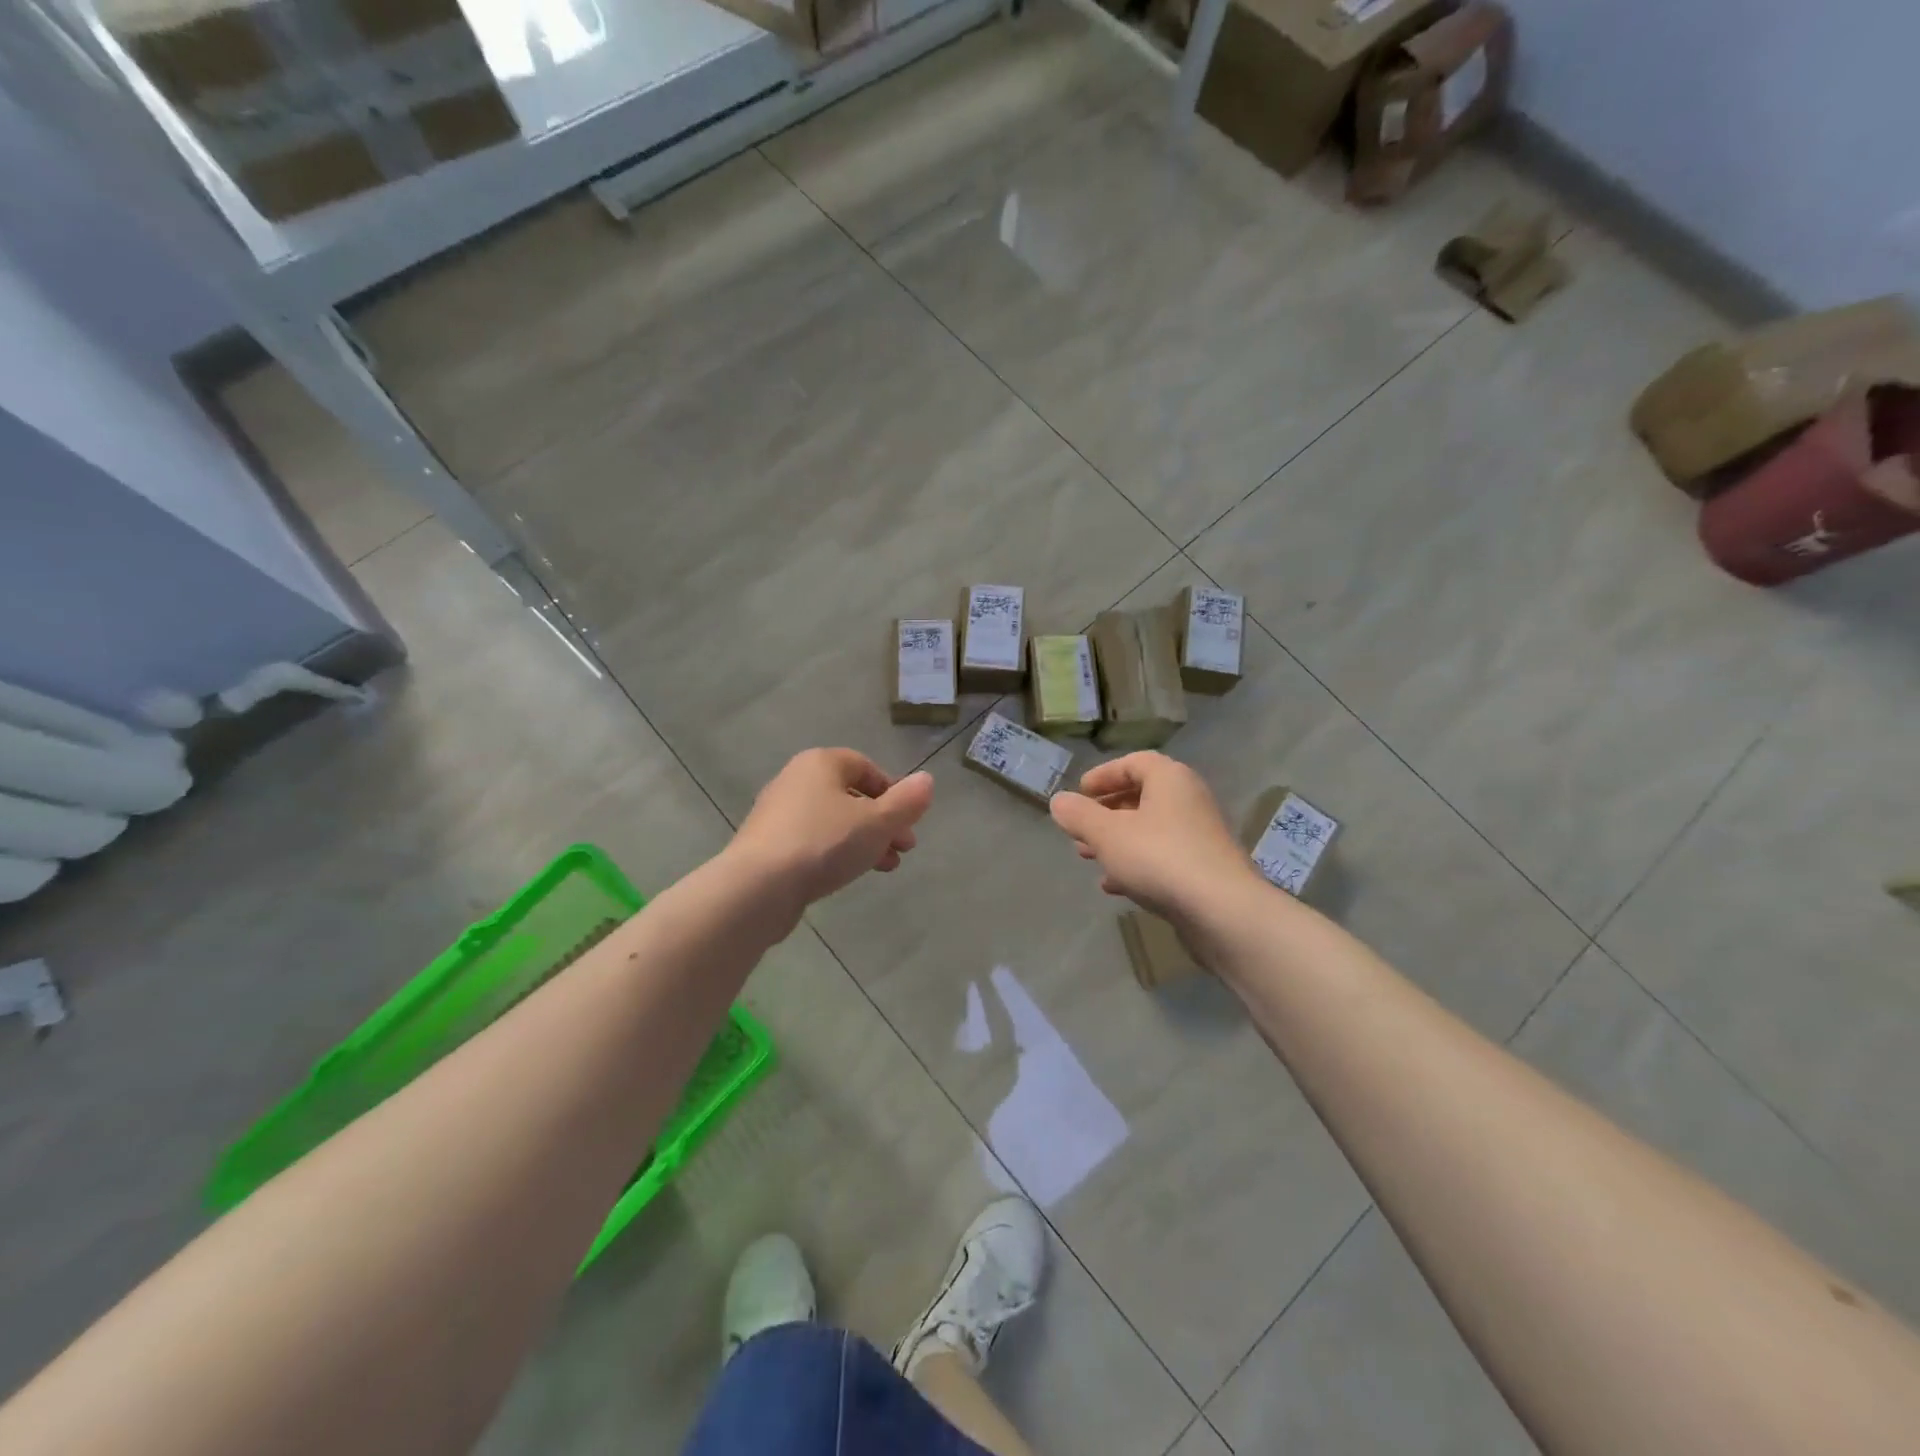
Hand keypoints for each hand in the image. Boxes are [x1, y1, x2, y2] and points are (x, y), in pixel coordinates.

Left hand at [727, 749, 933, 925]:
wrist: (757, 887)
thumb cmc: (824, 843)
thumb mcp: (877, 822)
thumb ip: (906, 802)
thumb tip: (927, 781)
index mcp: (821, 763)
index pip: (865, 766)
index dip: (893, 792)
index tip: (909, 821)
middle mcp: (795, 780)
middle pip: (850, 796)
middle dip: (882, 822)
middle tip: (904, 848)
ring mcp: (777, 814)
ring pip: (833, 821)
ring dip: (864, 841)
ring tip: (885, 867)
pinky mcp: (766, 845)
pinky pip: (811, 841)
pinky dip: (835, 853)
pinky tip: (847, 875)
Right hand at [1049, 753, 1262, 925]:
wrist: (1222, 911)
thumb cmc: (1160, 858)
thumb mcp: (1107, 834)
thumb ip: (1079, 815)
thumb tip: (1059, 801)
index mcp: (1170, 779)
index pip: (1134, 763)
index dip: (1103, 775)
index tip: (1080, 793)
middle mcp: (1189, 800)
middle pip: (1141, 797)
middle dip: (1105, 813)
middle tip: (1079, 829)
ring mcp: (1199, 836)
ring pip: (1149, 830)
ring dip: (1117, 841)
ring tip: (1088, 857)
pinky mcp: (1203, 869)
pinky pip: (1162, 857)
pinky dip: (1136, 865)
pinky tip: (1114, 886)